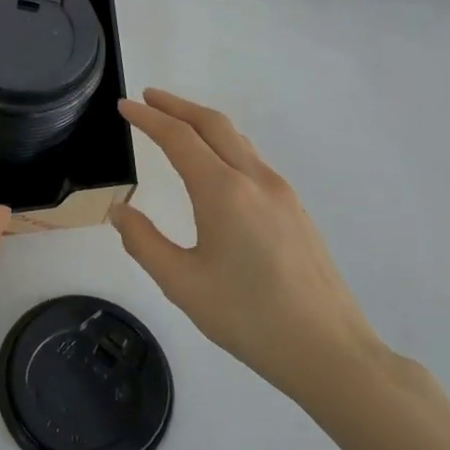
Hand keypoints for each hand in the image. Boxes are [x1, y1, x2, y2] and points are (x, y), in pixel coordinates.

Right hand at [111, 89, 385, 404]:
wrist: (330, 351)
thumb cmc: (248, 318)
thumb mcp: (181, 284)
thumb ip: (143, 242)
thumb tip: (120, 211)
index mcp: (223, 192)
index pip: (178, 138)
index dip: (147, 118)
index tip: (124, 105)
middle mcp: (256, 181)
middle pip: (213, 124)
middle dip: (177, 105)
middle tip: (147, 98)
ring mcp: (282, 194)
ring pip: (237, 140)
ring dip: (202, 124)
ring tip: (175, 125)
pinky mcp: (296, 211)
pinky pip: (252, 161)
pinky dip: (223, 146)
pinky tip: (212, 166)